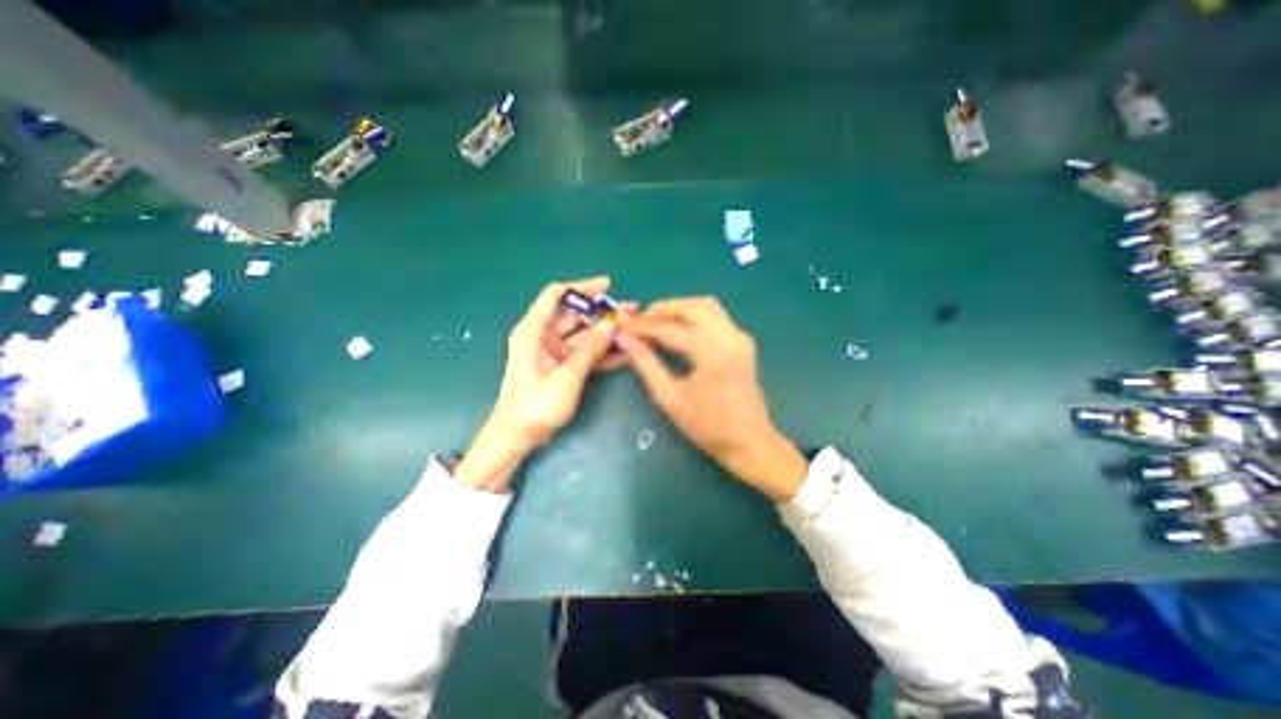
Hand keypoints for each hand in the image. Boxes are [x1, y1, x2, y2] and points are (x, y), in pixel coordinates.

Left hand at [455, 277, 630, 489]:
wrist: (518, 437)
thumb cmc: (535, 406)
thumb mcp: (567, 376)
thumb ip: (591, 349)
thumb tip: (613, 323)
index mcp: (534, 330)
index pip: (556, 295)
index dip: (581, 287)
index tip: (607, 286)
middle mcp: (544, 336)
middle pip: (577, 315)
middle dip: (604, 311)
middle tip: (632, 309)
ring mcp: (555, 353)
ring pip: (585, 335)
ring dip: (608, 332)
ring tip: (635, 327)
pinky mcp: (563, 367)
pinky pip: (586, 354)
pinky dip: (603, 352)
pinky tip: (625, 351)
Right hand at [615, 298, 803, 500]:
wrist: (750, 442)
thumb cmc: (707, 427)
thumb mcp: (670, 399)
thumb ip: (646, 365)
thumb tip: (625, 340)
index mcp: (712, 354)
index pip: (670, 329)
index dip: (643, 327)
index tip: (623, 328)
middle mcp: (730, 337)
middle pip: (692, 307)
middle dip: (662, 309)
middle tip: (640, 322)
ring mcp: (740, 338)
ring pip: (707, 306)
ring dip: (680, 309)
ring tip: (657, 323)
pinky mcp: (743, 342)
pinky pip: (717, 317)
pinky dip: (695, 316)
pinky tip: (680, 329)